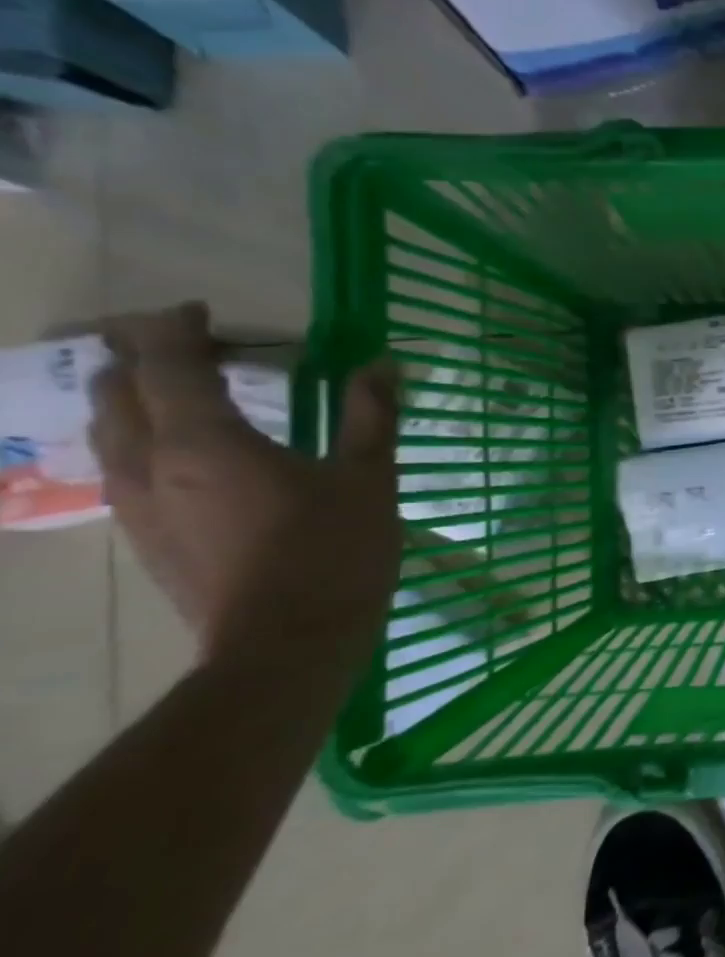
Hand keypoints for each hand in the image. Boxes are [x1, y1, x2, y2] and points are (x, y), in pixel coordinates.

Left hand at [89, 303, 401, 656]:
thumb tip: (384, 363)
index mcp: (202, 440)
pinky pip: (123, 468)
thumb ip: (372, 415)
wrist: (287, 645)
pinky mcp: (145, 537)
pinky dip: (144, 439)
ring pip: (109, 431)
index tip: (204, 311)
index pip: (165, 360)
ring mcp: (137, 504)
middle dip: (142, 356)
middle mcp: (149, 463)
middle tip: (195, 346)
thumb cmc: (334, 552)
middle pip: (116, 390)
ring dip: (135, 399)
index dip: (177, 326)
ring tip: (185, 393)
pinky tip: (188, 455)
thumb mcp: (369, 478)